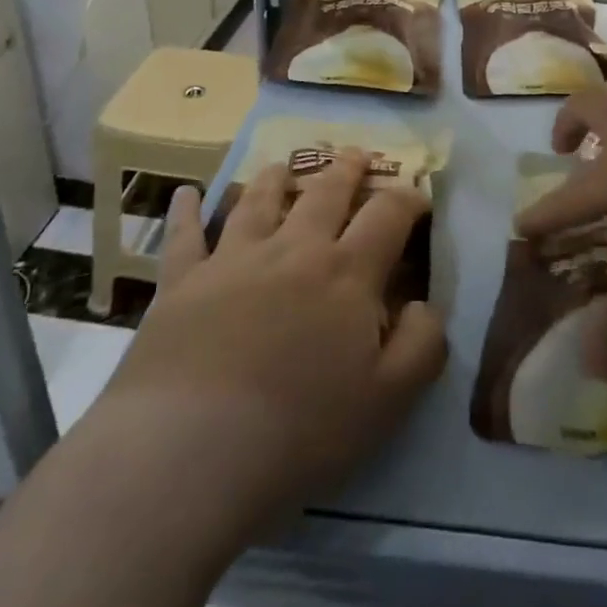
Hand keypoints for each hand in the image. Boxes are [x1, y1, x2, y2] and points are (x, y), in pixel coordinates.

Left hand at [94, 149, 445, 553]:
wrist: (191, 451)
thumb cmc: (300, 430)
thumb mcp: (389, 400)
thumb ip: (422, 344)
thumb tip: (425, 304)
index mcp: (347, 273)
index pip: (388, 216)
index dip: (408, 200)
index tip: (418, 198)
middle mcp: (294, 250)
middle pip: (325, 193)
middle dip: (346, 170)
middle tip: (355, 155)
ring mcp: (233, 259)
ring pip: (259, 201)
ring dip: (276, 178)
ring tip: (283, 165)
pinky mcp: (182, 282)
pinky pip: (184, 236)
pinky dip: (187, 211)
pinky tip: (187, 193)